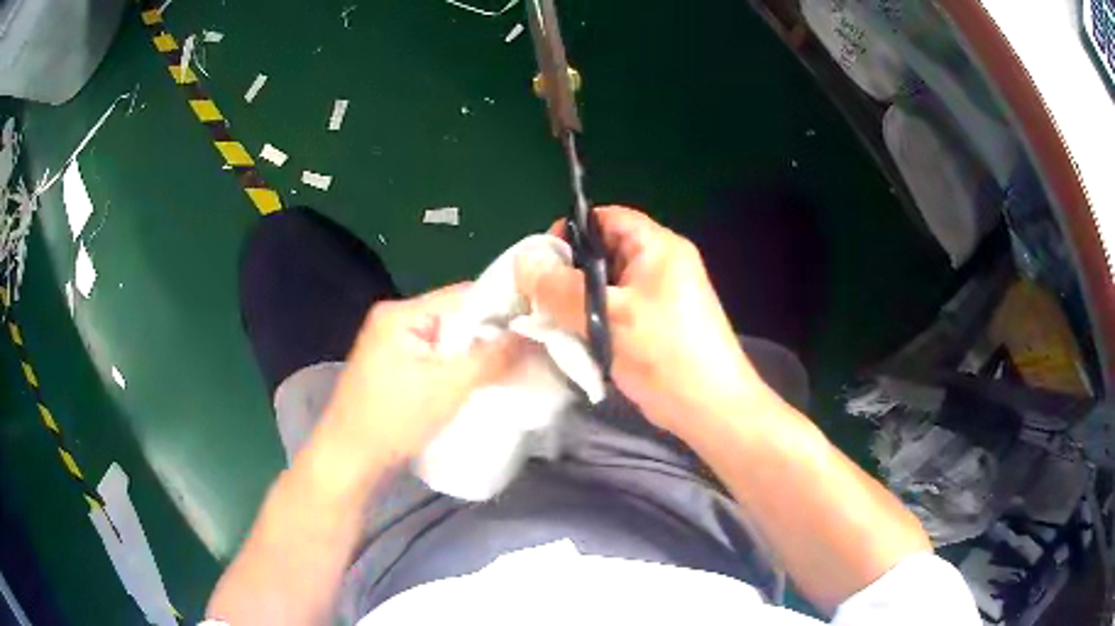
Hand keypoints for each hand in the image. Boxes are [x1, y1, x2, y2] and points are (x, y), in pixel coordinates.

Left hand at [323, 284, 521, 461]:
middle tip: (527, 351)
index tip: (537, 323)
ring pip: (446, 338)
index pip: (463, 295)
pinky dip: (456, 366)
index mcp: (401, 313)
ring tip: (509, 366)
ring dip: (474, 353)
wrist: (349, 460)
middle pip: (455, 315)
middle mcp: (393, 319)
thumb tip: (531, 336)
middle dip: (489, 334)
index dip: (502, 306)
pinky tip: (477, 380)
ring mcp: (390, 343)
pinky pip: (434, 355)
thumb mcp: (448, 388)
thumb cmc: (394, 420)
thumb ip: (492, 359)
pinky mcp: (392, 366)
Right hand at [516, 206, 773, 436]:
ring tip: (553, 322)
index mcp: (657, 247)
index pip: (606, 218)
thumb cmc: (665, 354)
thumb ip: (561, 288)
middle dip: (569, 272)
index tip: (542, 262)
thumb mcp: (608, 316)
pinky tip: (575, 340)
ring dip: (577, 301)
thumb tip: (522, 262)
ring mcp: (657, 296)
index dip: (572, 231)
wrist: (709, 408)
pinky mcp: (652, 324)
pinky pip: (614, 310)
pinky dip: (592, 320)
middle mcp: (659, 265)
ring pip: (605, 285)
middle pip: (603, 252)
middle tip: (540, 297)